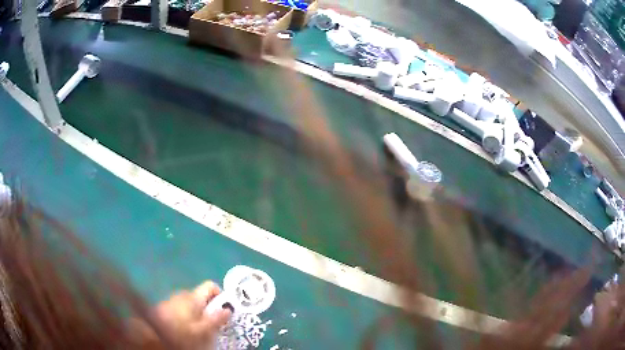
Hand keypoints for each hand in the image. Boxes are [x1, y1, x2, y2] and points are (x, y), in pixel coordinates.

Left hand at [139, 281, 231, 348]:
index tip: (224, 311)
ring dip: (199, 314)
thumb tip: (229, 309)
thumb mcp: (201, 330)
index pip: (211, 285)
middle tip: (214, 325)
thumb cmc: (179, 332)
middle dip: (210, 309)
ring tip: (200, 330)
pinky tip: (186, 329)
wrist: (150, 332)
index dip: (221, 296)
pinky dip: (188, 316)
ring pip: (193, 303)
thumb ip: (215, 319)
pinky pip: (183, 308)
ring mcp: (173, 299)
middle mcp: (183, 294)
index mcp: (193, 297)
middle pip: (203, 296)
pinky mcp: (167, 306)